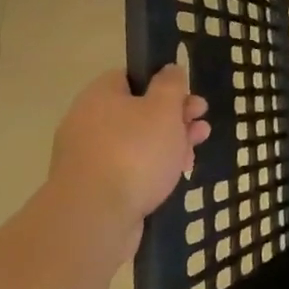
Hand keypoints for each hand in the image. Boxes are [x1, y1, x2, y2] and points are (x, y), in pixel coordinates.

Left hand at [48, 65, 208, 231]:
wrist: (95, 219)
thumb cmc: (134, 152)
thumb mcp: (163, 108)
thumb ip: (171, 85)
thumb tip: (169, 69)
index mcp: (100, 96)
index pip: (131, 77)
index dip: (163, 84)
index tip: (187, 97)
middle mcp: (88, 123)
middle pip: (138, 111)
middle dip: (174, 118)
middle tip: (201, 126)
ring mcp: (88, 158)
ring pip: (136, 143)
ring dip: (168, 145)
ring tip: (193, 155)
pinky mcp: (94, 189)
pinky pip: (128, 170)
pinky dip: (151, 171)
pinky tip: (172, 179)